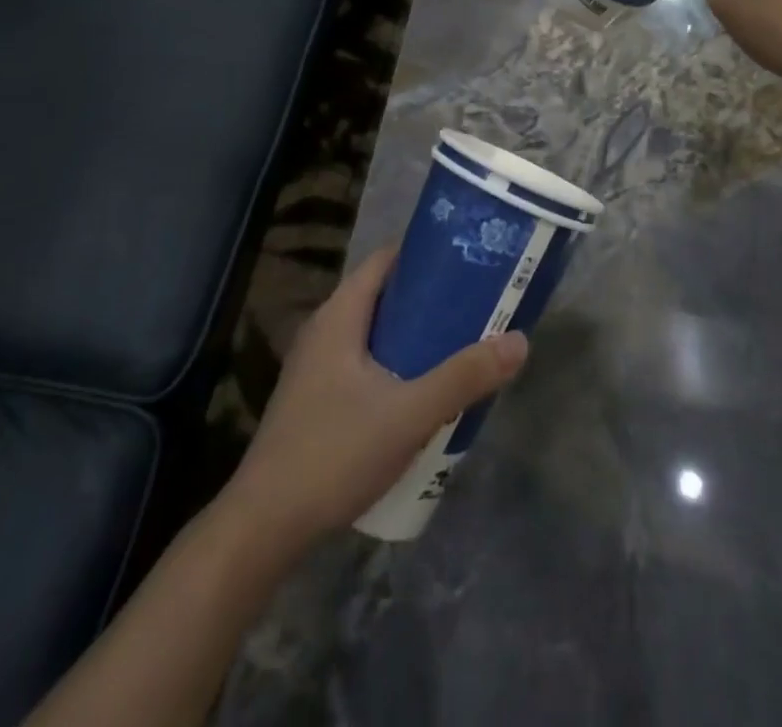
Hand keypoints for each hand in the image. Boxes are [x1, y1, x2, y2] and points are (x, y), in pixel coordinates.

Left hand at [216, 246, 527, 552]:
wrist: (263, 528)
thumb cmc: (333, 454)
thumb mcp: (409, 414)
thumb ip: (463, 377)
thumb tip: (519, 341)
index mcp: (340, 315)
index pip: (386, 260)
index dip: (427, 253)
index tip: (470, 258)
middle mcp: (325, 330)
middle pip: (385, 295)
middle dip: (431, 297)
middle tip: (478, 304)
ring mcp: (317, 367)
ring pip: (376, 333)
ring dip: (416, 335)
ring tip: (461, 343)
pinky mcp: (317, 400)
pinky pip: (366, 363)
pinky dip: (397, 363)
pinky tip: (424, 390)